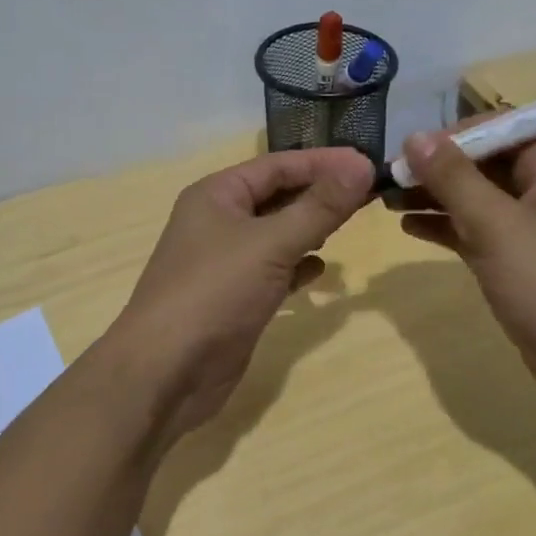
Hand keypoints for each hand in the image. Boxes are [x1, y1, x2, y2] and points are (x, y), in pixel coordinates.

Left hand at [104, 147, 374, 447]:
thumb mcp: (271, 243)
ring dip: (311, 227)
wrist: (166, 374)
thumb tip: (362, 165)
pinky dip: (297, 266)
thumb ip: (319, 206)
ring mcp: (225, 262)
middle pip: (278, 196)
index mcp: (217, 195)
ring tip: (351, 223)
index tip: (369, 163)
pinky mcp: (235, 298)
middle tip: (370, 192)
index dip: (323, 162)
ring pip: (277, 233)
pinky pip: (273, 270)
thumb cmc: (214, 293)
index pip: (278, 165)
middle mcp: (219, 222)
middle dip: (321, 193)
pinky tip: (320, 271)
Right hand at [398, 127, 535, 408]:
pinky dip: (447, 226)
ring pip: (478, 197)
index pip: (500, 126)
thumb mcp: (496, 226)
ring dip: (436, 195)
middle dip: (437, 166)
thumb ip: (453, 178)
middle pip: (485, 162)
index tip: (409, 148)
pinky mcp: (521, 261)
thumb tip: (415, 136)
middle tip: (387, 176)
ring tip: (386, 198)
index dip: (454, 133)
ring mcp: (534, 227)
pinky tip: (409, 226)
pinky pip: (479, 230)